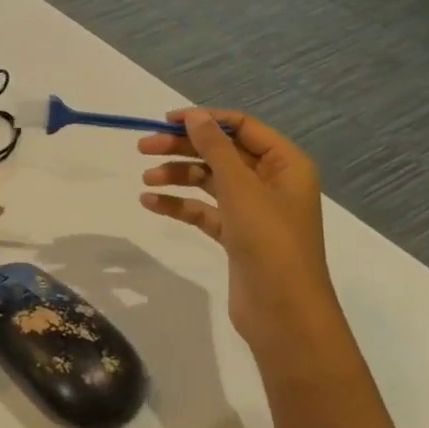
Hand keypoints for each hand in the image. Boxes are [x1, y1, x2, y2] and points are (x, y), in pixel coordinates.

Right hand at [137, 108, 346, 362]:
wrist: (284, 311)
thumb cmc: (269, 240)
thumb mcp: (240, 187)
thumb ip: (214, 148)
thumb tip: (194, 116)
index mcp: (285, 164)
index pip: (242, 127)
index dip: (205, 120)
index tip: (166, 121)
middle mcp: (271, 182)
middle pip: (221, 153)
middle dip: (183, 148)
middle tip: (143, 148)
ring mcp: (254, 211)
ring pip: (209, 181)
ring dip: (177, 176)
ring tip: (146, 180)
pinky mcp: (236, 236)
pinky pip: (203, 210)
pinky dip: (179, 205)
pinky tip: (150, 203)